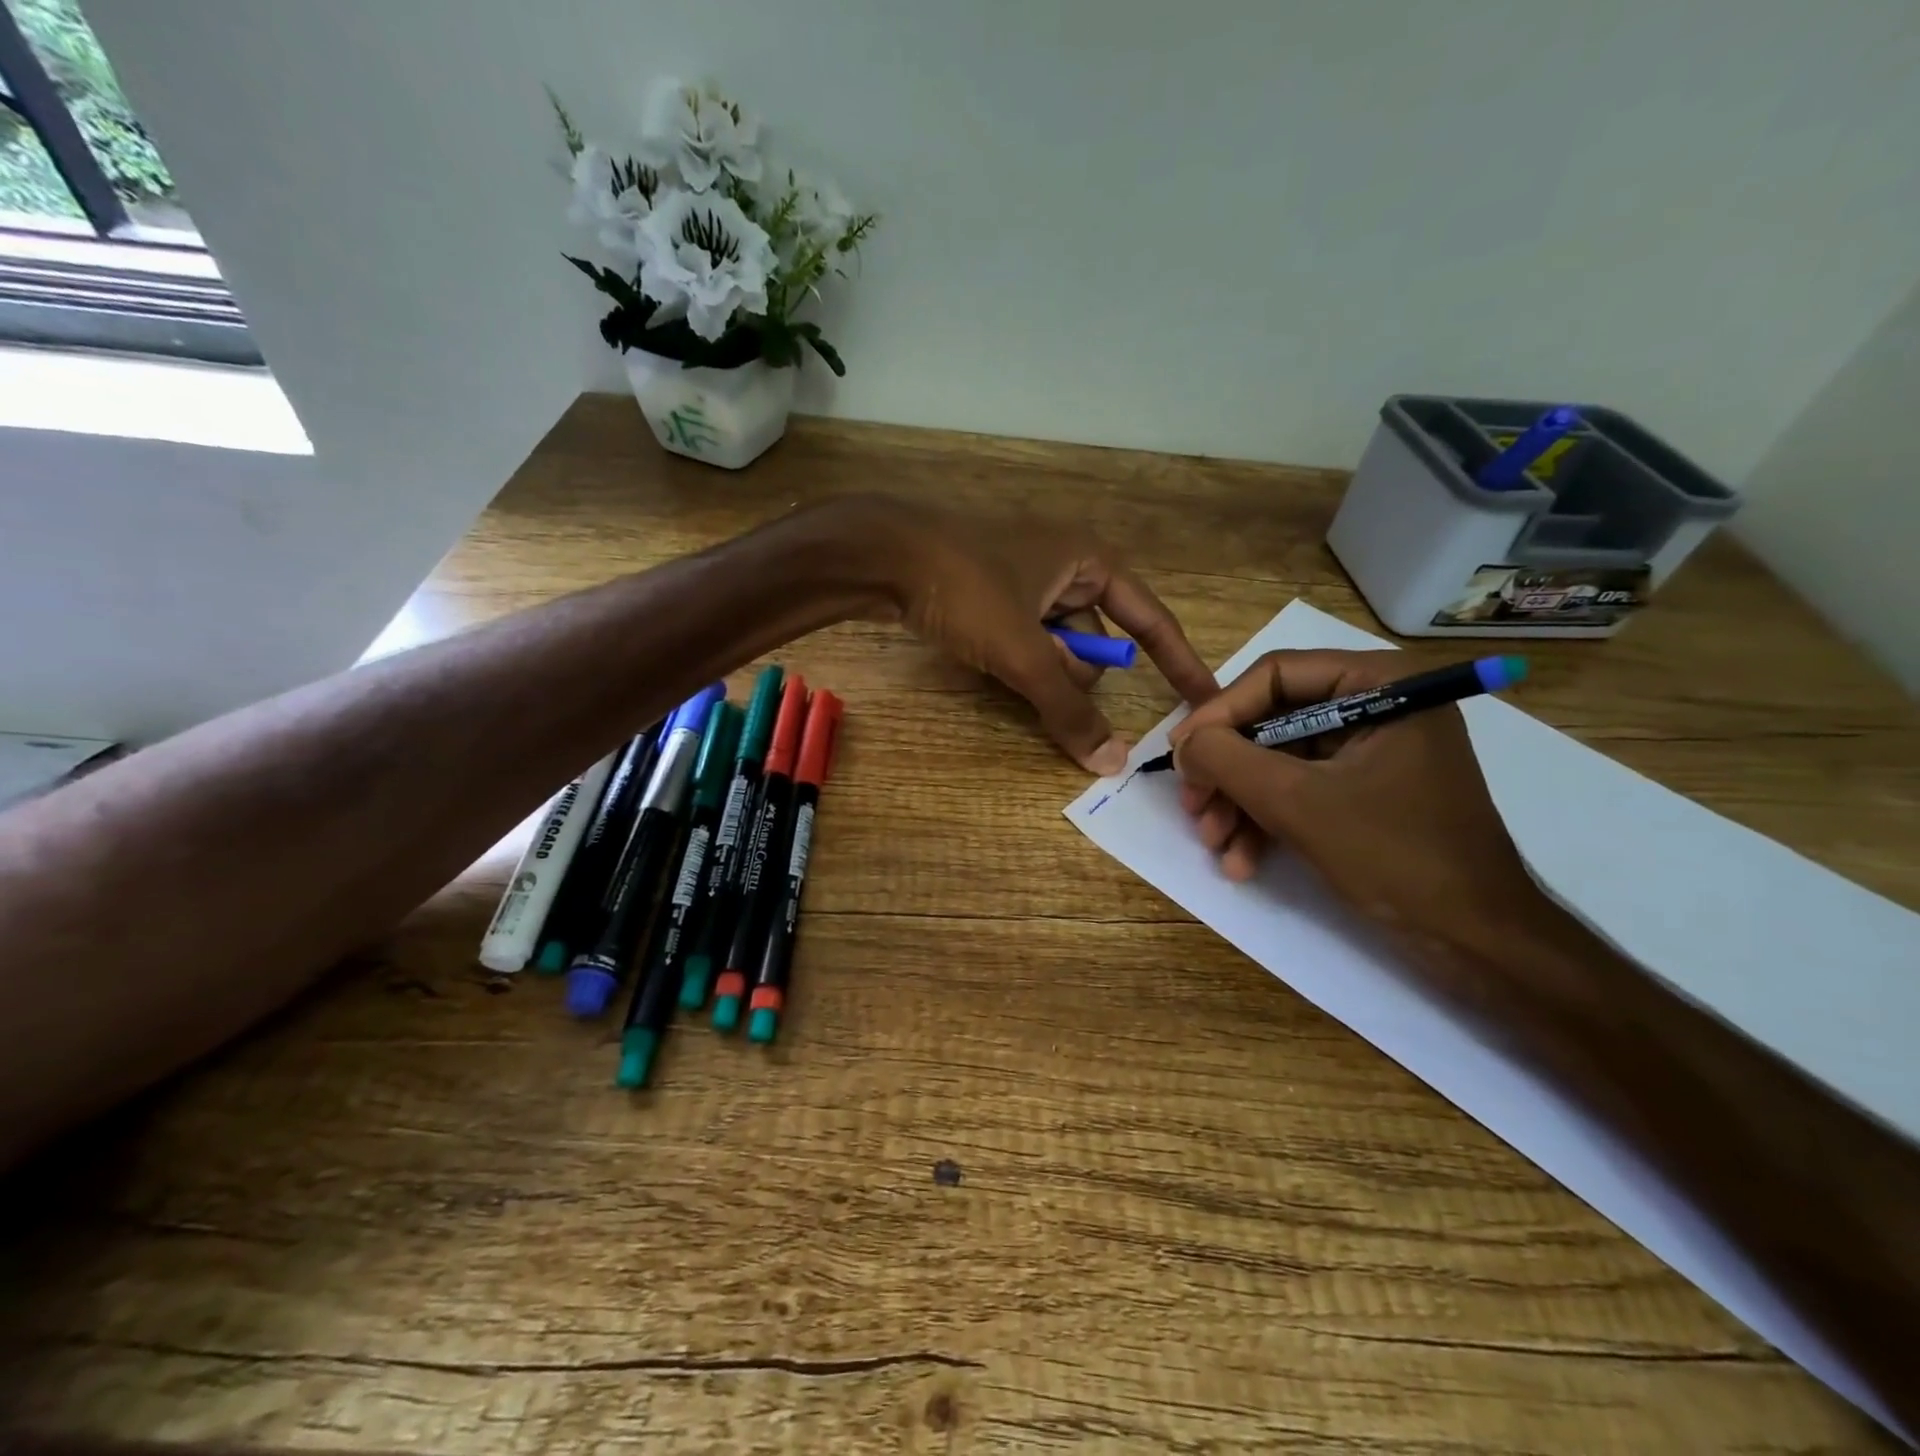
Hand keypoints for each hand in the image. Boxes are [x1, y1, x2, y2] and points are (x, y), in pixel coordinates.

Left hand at [859, 497, 1217, 773]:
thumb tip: (1112, 762)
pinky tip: (991, 663)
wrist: (879, 551)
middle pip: (1096, 640)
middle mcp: (1067, 565)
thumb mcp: (1021, 651)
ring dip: (1042, 669)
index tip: (1205, 702)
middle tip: (1037, 677)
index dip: (1180, 664)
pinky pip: (1025, 637)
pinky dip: (1018, 659)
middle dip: (1074, 672)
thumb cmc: (965, 587)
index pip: (1152, 622)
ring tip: (1005, 667)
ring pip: (1056, 643)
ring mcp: (1028, 576)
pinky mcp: (993, 590)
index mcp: (1091, 562)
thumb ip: (1066, 708)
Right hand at [1168, 650, 1540, 945]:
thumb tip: (1183, 743)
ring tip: (1215, 845)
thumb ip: (1227, 760)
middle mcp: (1378, 705)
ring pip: (1279, 761)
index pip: (1277, 675)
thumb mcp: (1297, 802)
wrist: (1477, 942)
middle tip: (1193, 807)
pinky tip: (1242, 861)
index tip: (1180, 754)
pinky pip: (1301, 789)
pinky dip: (1267, 821)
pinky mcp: (1366, 790)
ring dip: (1239, 803)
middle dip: (1227, 771)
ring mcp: (1373, 751)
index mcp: (1381, 684)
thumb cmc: (1396, 856)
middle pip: (1272, 721)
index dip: (1219, 713)